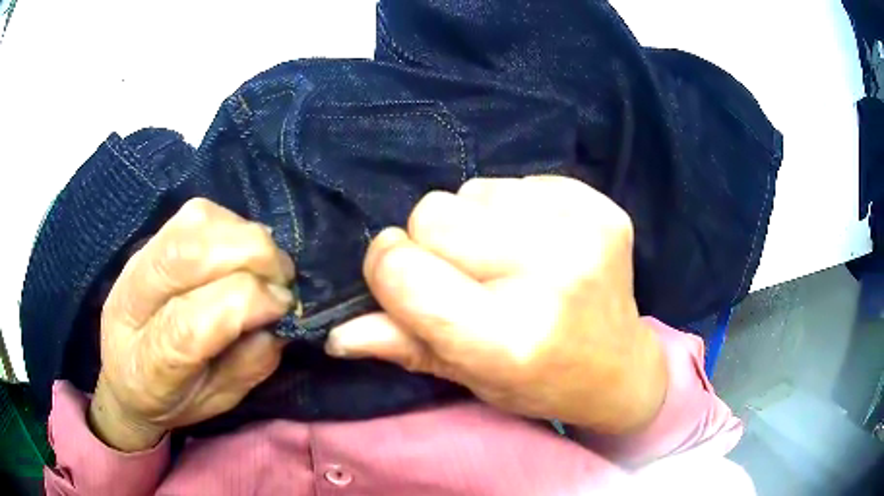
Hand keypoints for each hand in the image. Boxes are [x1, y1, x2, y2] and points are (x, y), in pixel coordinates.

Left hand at [90, 199, 294, 451]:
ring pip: (192, 223)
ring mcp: (136, 261)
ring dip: (244, 236)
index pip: (188, 324)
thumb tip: (280, 318)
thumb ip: (249, 365)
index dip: (245, 304)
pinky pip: (196, 213)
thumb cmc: (174, 399)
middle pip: (186, 255)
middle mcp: (131, 302)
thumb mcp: (217, 401)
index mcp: (145, 364)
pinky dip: (231, 224)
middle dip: (251, 256)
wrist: (126, 373)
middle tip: (282, 280)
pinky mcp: (150, 238)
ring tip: (265, 265)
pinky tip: (242, 250)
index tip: (284, 306)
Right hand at [327, 176, 667, 433]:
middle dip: (432, 244)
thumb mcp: (467, 377)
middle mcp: (551, 276)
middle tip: (467, 278)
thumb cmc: (539, 383)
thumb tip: (337, 333)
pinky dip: (512, 209)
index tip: (402, 279)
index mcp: (510, 338)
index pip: (404, 271)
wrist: (619, 369)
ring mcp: (584, 232)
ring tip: (507, 261)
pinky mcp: (602, 205)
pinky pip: (517, 181)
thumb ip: (401, 346)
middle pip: (434, 213)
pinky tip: (539, 244)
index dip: (388, 269)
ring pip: (473, 190)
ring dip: (473, 223)